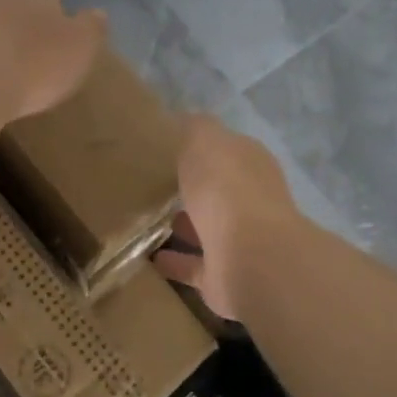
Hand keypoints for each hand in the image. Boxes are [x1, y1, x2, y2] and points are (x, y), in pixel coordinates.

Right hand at [153, 115, 300, 321]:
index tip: (169, 149)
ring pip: (207, 229)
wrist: (252, 257)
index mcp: (250, 165)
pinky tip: (148, 257)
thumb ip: (195, 128)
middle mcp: (250, 201)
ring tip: (144, 220)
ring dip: (183, 226)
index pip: (225, 151)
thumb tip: (185, 119)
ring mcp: (240, 242)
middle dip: (193, 189)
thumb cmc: (227, 189)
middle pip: (217, 191)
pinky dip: (175, 261)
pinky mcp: (225, 277)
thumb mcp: (205, 141)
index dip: (201, 148)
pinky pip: (194, 266)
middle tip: (152, 184)